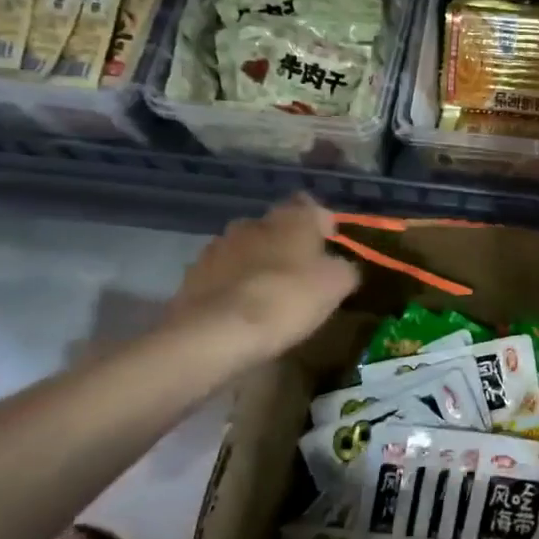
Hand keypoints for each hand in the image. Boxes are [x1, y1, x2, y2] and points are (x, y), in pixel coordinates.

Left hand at [168, 196, 359, 365]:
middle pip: (276, 228)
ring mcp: (218, 247)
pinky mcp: (193, 274)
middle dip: (288, 246)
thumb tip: (342, 267)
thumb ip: (345, 268)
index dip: (322, 225)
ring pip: (247, 249)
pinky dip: (234, 287)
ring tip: (270, 298)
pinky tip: (242, 312)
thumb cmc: (288, 299)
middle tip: (302, 277)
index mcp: (291, 217)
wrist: (217, 333)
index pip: (311, 206)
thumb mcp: (337, 285)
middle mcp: (253, 222)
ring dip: (258, 265)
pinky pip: (223, 274)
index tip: (330, 249)